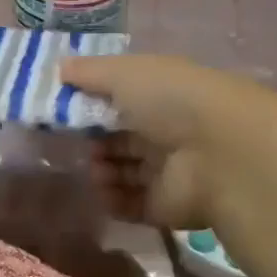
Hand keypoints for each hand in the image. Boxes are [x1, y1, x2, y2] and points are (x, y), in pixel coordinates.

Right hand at [61, 53, 257, 228]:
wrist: (217, 154)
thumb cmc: (170, 101)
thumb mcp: (124, 73)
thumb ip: (89, 72)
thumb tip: (59, 68)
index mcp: (162, 96)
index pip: (123, 101)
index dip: (93, 105)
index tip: (64, 110)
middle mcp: (167, 133)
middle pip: (120, 139)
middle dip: (94, 141)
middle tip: (76, 142)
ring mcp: (168, 172)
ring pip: (123, 173)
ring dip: (100, 171)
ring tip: (96, 168)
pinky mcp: (165, 207)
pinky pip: (129, 205)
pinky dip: (111, 200)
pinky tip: (103, 190)